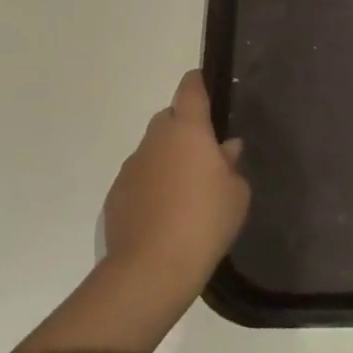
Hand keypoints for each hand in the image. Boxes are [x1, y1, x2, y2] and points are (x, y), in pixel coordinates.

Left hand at [101, 71, 249, 308]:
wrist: (151, 269)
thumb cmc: (205, 221)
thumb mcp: (236, 193)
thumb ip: (231, 164)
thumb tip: (225, 148)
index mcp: (187, 129)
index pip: (190, 90)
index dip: (198, 83)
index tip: (204, 84)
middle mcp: (155, 139)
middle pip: (170, 119)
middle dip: (185, 128)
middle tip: (205, 154)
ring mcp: (131, 166)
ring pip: (153, 150)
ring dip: (168, 159)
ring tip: (186, 191)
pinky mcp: (116, 194)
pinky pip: (140, 178)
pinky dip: (152, 185)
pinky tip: (165, 214)